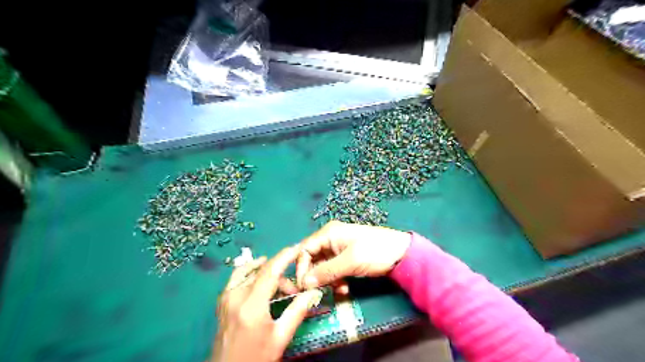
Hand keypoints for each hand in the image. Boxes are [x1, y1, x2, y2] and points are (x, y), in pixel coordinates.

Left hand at [214, 246, 324, 361]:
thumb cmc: (255, 357)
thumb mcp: (280, 337)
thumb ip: (297, 312)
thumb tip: (313, 292)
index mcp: (251, 304)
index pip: (270, 271)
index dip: (285, 256)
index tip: (297, 248)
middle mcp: (236, 295)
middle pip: (263, 272)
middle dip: (282, 275)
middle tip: (294, 291)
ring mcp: (226, 297)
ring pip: (250, 271)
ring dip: (267, 273)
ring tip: (280, 286)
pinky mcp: (222, 300)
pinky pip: (237, 277)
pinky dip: (251, 272)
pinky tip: (260, 277)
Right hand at [295, 220, 409, 289]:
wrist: (402, 253)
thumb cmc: (374, 251)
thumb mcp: (350, 262)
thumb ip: (326, 271)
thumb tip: (304, 282)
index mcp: (329, 233)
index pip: (305, 249)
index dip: (301, 267)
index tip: (303, 286)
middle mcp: (330, 239)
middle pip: (312, 258)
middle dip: (313, 275)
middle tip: (314, 292)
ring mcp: (339, 249)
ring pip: (323, 266)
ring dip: (325, 280)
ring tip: (334, 291)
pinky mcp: (346, 258)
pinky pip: (333, 270)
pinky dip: (335, 280)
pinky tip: (343, 290)